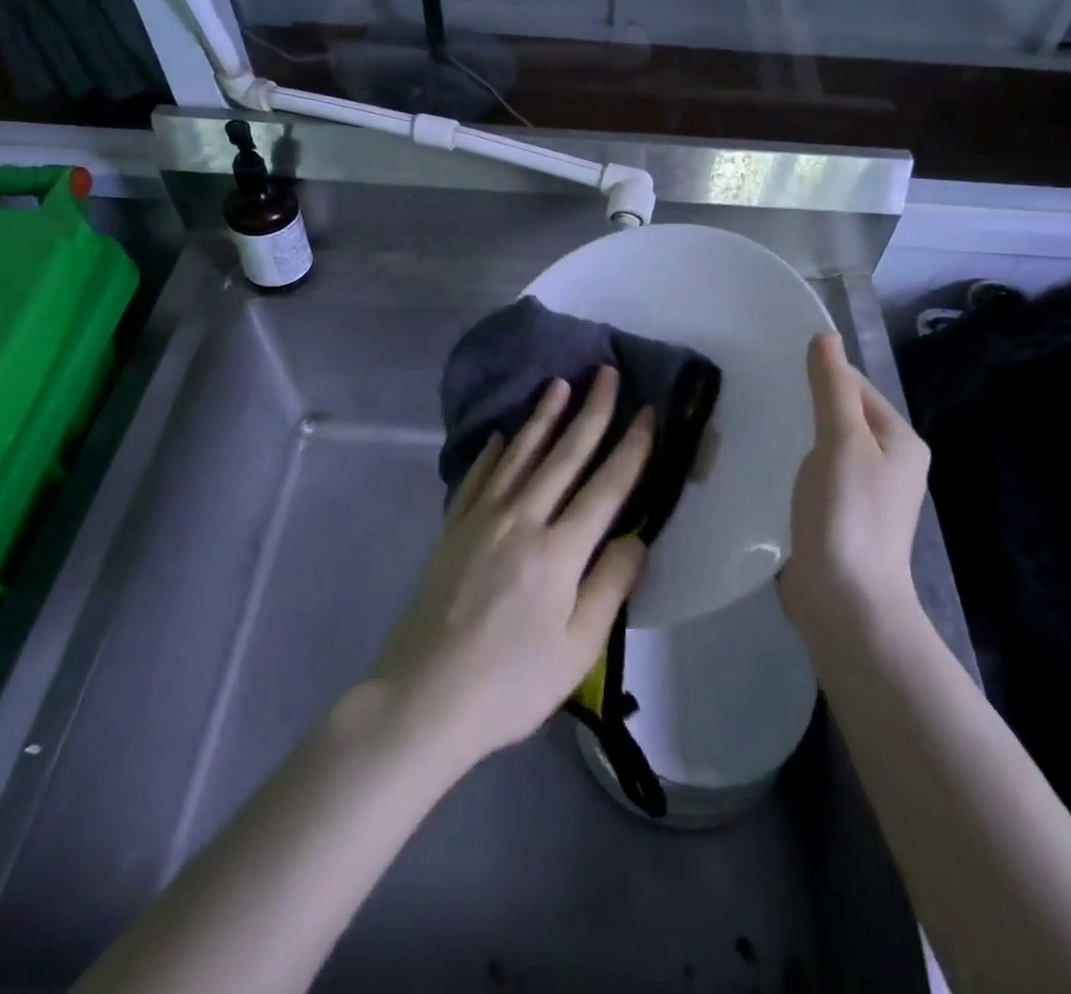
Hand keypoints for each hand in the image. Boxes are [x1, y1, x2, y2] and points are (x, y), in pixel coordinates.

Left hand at [371, 366, 651, 771]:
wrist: (423, 697)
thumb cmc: (510, 683)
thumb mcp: (577, 648)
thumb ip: (610, 585)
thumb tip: (638, 536)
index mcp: (559, 550)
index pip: (607, 486)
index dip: (632, 446)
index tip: (648, 411)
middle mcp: (522, 519)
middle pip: (565, 455)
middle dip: (591, 411)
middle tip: (605, 373)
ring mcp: (482, 519)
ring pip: (520, 455)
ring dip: (542, 417)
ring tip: (559, 385)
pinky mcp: (453, 528)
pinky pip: (478, 477)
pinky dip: (493, 452)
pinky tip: (502, 435)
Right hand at [779, 332, 930, 643]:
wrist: (845, 601)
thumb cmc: (847, 513)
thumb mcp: (840, 440)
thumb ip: (832, 388)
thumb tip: (825, 336)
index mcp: (901, 441)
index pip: (858, 387)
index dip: (822, 376)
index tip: (778, 371)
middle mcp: (893, 464)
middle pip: (845, 416)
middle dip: (808, 407)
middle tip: (763, 399)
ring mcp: (869, 495)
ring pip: (830, 448)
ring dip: (801, 438)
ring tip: (762, 428)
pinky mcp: (844, 518)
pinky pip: (820, 477)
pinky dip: (799, 468)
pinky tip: (772, 468)